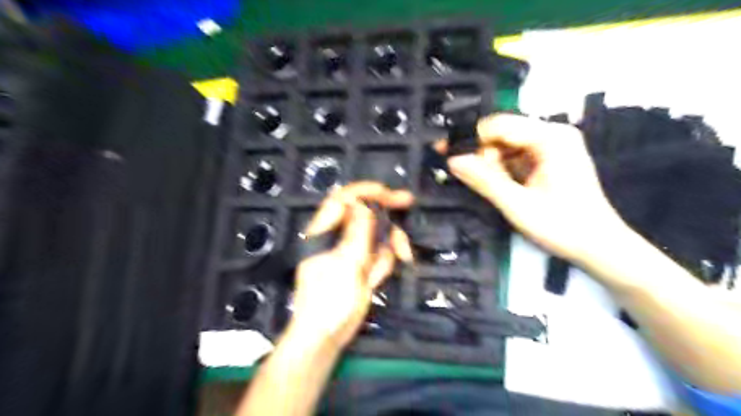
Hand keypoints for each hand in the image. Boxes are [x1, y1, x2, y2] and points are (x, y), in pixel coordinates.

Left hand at [291, 182, 415, 347]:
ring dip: (389, 243)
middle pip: (364, 214)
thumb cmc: (328, 302)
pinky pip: (378, 256)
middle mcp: (339, 238)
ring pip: (376, 235)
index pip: (343, 200)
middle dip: (386, 211)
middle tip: (407, 201)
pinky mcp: (362, 267)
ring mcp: (352, 253)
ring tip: (401, 255)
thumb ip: (356, 234)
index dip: (364, 191)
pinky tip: (378, 278)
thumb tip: (362, 204)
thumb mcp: (344, 265)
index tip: (388, 192)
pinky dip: (384, 263)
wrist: (325, 338)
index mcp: (325, 233)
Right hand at [445, 113, 624, 263]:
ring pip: (507, 145)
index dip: (470, 138)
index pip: (499, 125)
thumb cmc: (562, 226)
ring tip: (484, 185)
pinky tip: (497, 184)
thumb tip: (453, 160)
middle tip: (464, 175)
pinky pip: (516, 156)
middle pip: (503, 133)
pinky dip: (502, 169)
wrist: (598, 246)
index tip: (446, 153)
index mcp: (550, 138)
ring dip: (490, 163)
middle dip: (481, 153)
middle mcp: (553, 134)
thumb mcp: (517, 205)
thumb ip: (484, 180)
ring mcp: (552, 146)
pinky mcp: (549, 159)